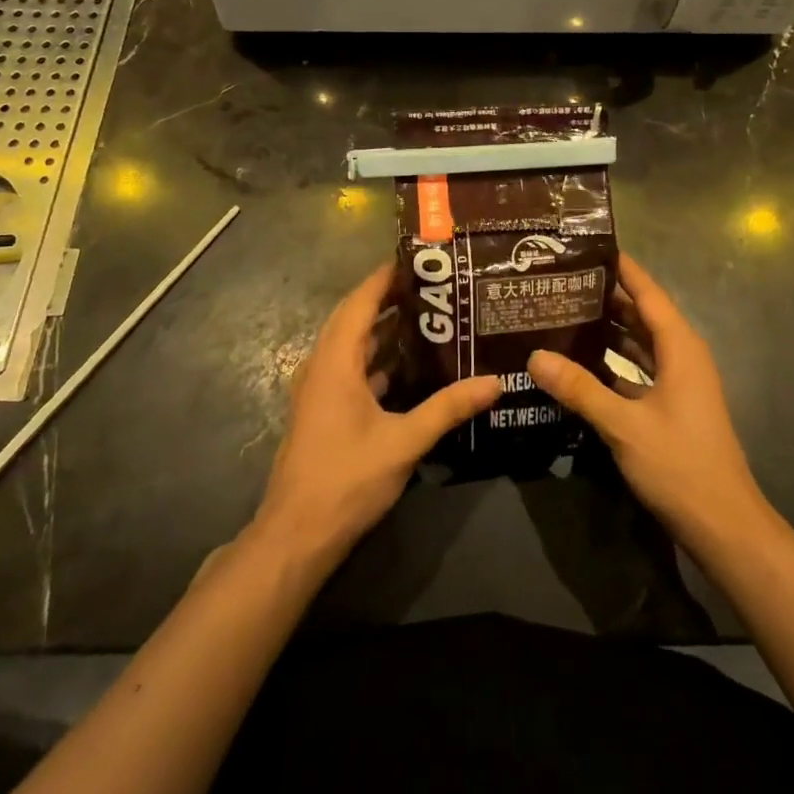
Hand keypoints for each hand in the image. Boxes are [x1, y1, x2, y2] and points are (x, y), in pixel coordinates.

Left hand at [252, 262, 500, 570]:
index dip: (384, 277)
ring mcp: (319, 390)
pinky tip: (409, 367)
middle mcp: (322, 367)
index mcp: (335, 362)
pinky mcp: (323, 411)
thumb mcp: (404, 441)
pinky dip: (377, 359)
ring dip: (383, 330)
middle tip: (432, 286)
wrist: (298, 534)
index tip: (417, 259)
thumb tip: (495, 382)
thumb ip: (448, 408)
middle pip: (353, 318)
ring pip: (351, 346)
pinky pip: (351, 369)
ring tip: (427, 318)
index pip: (359, 302)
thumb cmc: (346, 478)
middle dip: (388, 298)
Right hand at [527, 255, 770, 557]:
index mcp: (680, 347)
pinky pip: (639, 369)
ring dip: (609, 330)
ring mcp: (679, 383)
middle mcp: (682, 356)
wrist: (723, 525)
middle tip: (561, 283)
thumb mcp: (623, 425)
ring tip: (564, 314)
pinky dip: (614, 362)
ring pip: (640, 343)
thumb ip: (579, 388)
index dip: (622, 268)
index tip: (589, 247)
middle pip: (642, 314)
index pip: (648, 293)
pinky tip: (581, 363)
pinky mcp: (672, 406)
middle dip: (606, 298)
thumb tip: (535, 355)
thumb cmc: (680, 465)